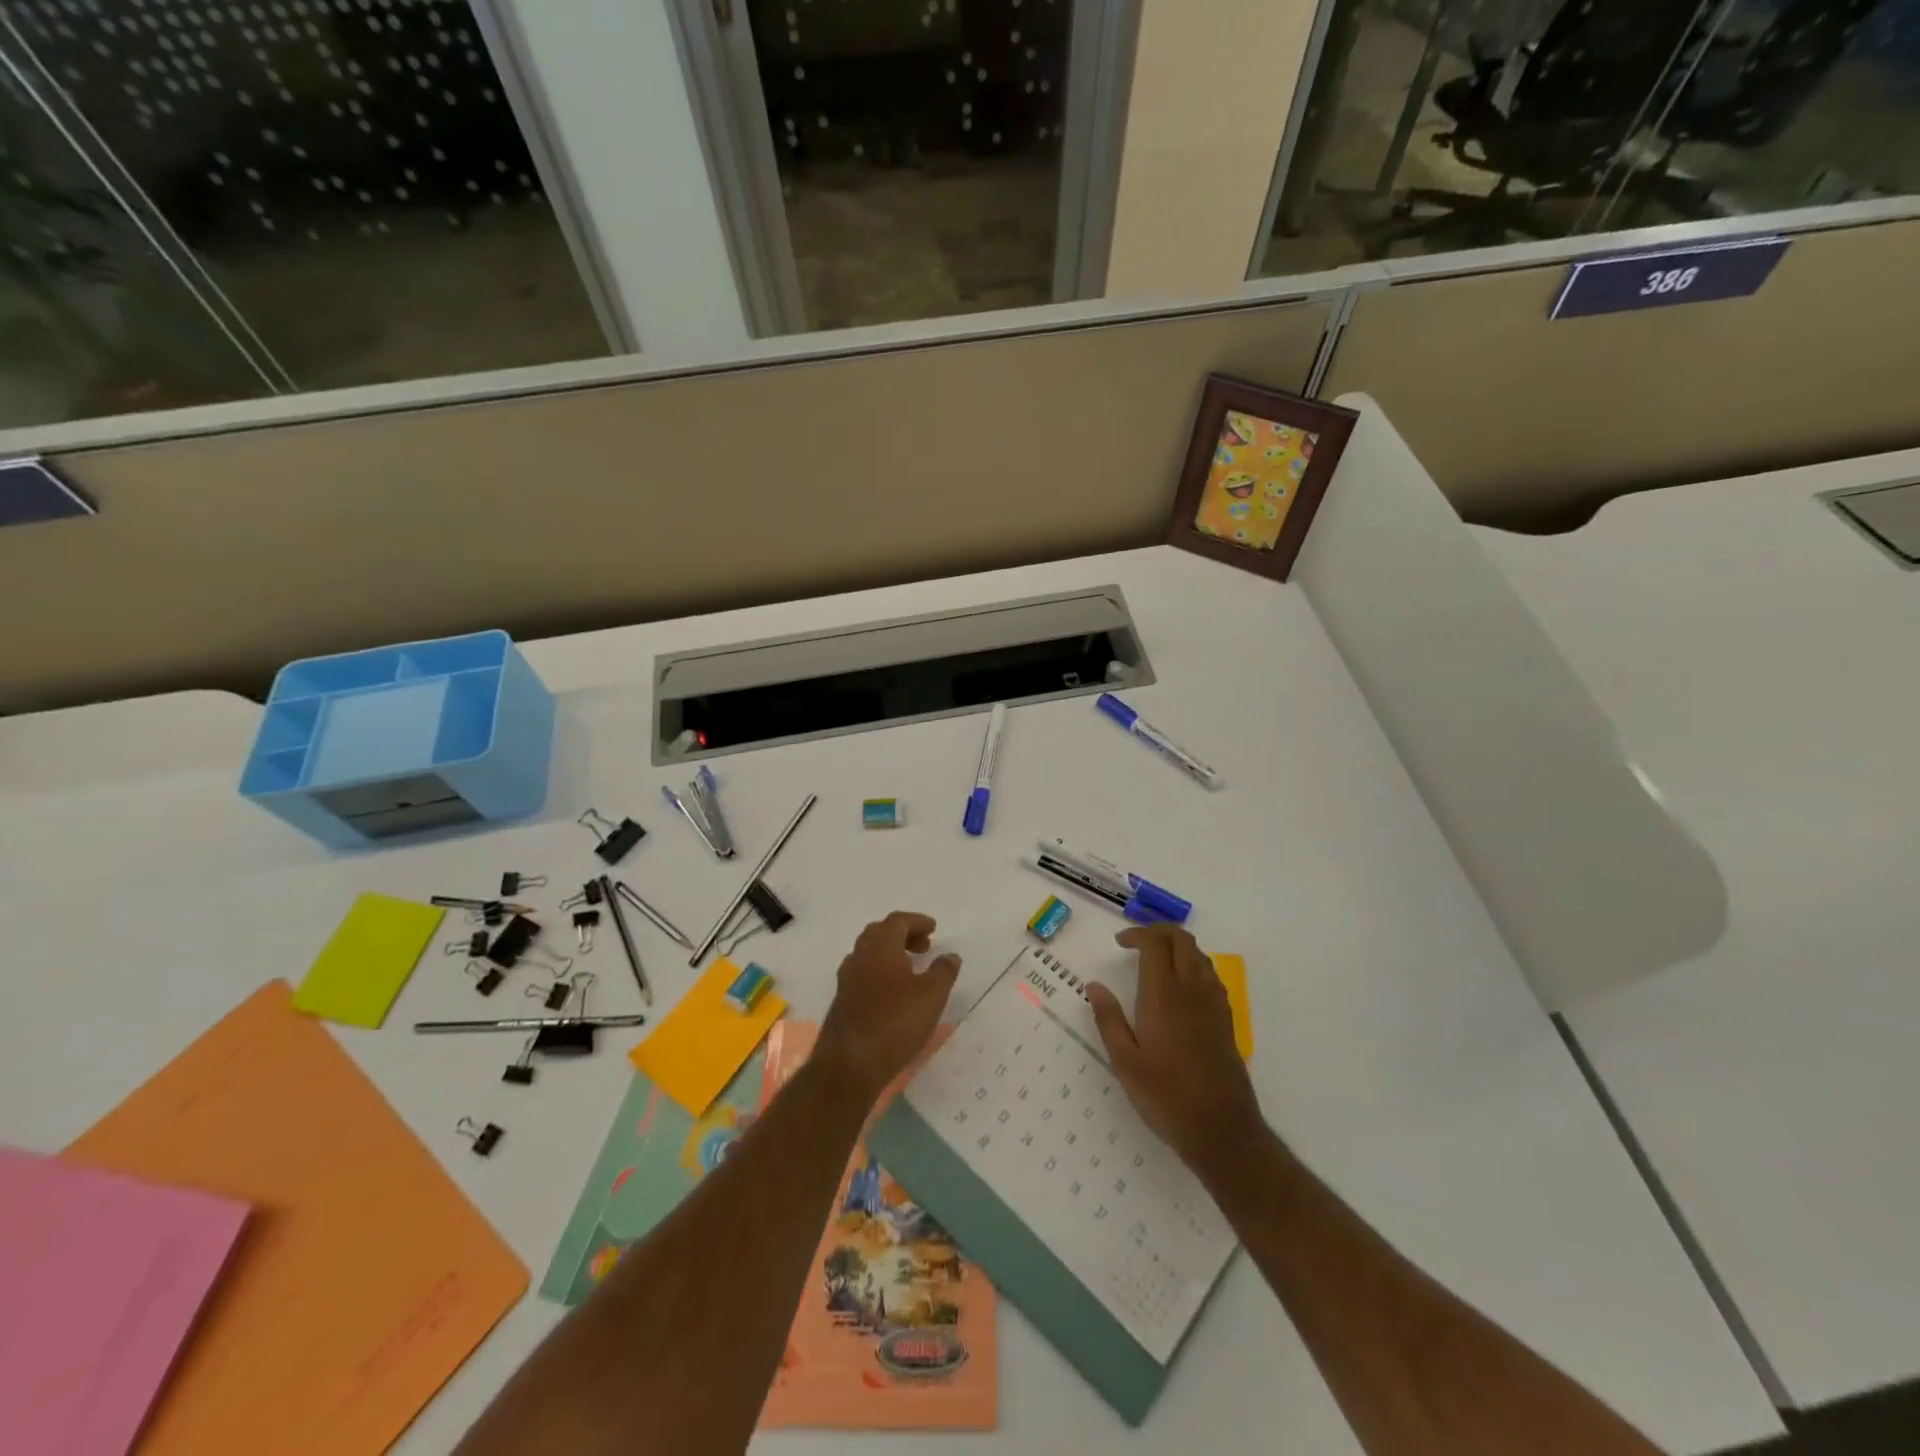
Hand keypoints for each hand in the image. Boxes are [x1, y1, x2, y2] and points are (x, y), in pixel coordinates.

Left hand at [817, 912, 961, 1106]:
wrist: (850, 1065)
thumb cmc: (895, 1023)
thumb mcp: (932, 996)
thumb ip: (943, 972)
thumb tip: (950, 956)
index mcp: (880, 947)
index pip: (897, 921)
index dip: (917, 921)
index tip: (934, 929)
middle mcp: (859, 957)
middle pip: (879, 933)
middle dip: (903, 935)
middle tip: (923, 947)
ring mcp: (847, 980)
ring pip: (868, 954)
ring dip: (890, 954)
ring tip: (911, 970)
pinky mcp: (842, 1002)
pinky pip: (863, 974)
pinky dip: (880, 972)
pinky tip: (893, 993)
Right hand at [1088, 924, 1263, 1180]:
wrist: (1223, 1130)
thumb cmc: (1166, 1097)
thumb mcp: (1125, 1062)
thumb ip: (1109, 1019)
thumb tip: (1094, 986)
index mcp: (1163, 996)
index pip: (1155, 944)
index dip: (1137, 934)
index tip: (1120, 943)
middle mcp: (1192, 991)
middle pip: (1182, 940)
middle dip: (1159, 931)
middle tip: (1137, 943)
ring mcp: (1214, 1004)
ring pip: (1199, 955)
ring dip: (1178, 946)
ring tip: (1156, 960)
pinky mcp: (1226, 1020)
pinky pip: (1211, 975)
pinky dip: (1193, 965)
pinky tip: (1180, 987)